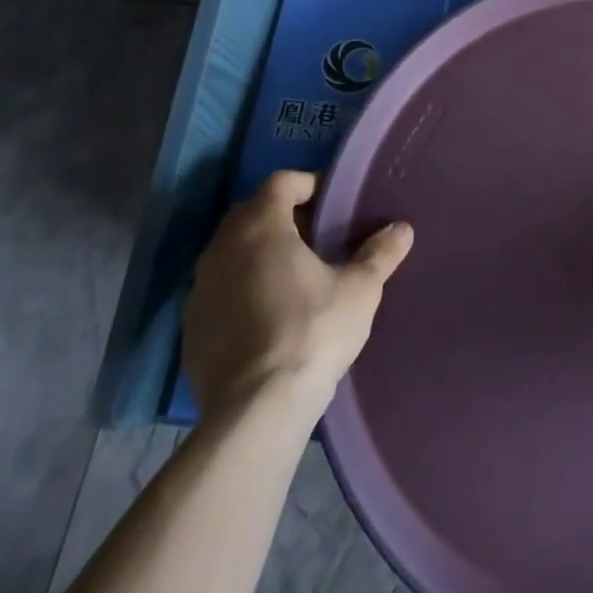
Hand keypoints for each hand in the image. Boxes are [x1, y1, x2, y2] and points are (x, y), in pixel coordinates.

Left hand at [182, 171, 413, 418]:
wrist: (256, 411)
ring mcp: (199, 290)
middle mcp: (221, 249)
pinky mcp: (190, 330)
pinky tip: (268, 317)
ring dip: (259, 255)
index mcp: (261, 227)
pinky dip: (241, 291)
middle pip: (251, 213)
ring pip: (231, 253)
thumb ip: (380, 254)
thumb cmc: (312, 332)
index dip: (309, 184)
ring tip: (294, 277)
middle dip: (283, 217)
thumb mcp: (359, 289)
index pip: (281, 182)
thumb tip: (402, 229)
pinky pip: (219, 292)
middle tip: (317, 237)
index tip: (333, 202)